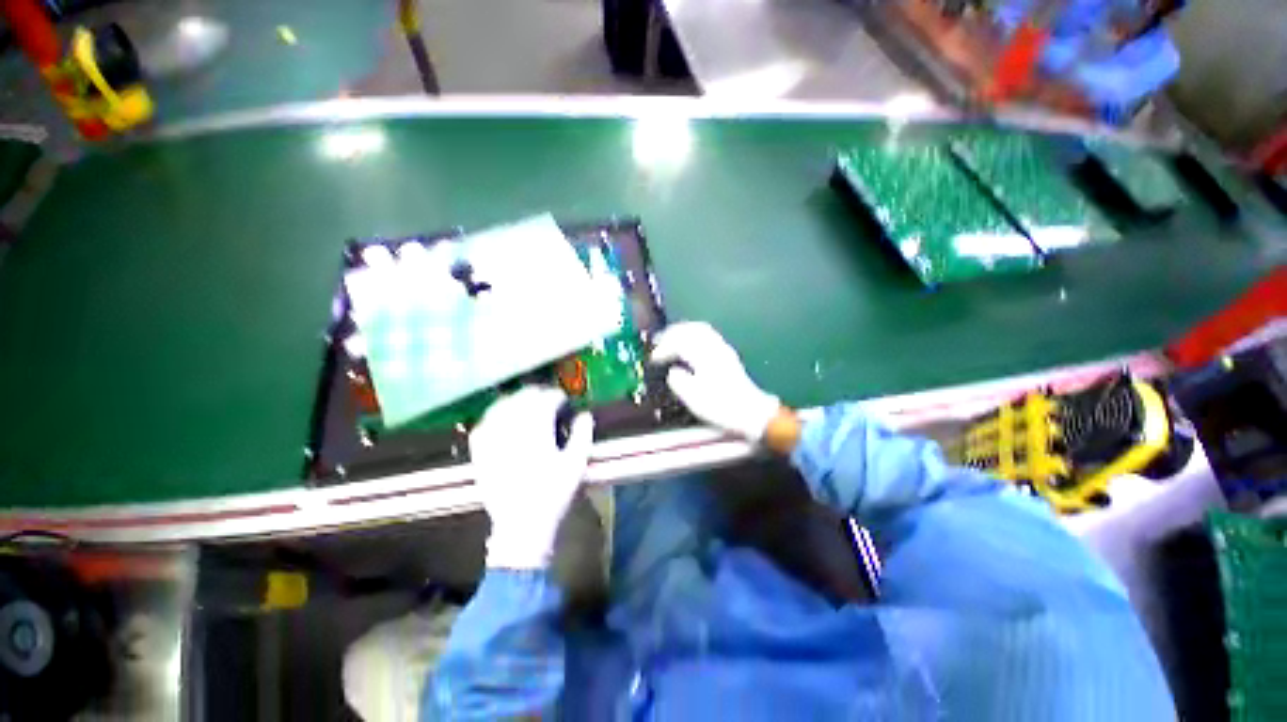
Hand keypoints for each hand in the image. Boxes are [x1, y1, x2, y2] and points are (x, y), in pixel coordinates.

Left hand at [469, 386, 594, 569]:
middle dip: (536, 394)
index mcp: (537, 432)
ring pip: (501, 408)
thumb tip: (585, 415)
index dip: (556, 396)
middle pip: (522, 399)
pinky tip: (499, 419)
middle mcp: (512, 431)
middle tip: (547, 398)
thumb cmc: (554, 494)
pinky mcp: (480, 454)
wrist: (522, 525)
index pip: (545, 401)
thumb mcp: (576, 464)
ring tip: (525, 403)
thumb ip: (582, 435)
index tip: (563, 399)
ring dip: (515, 401)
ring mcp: (493, 442)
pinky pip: (483, 426)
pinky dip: (492, 417)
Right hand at [651, 322, 781, 442]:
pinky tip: (690, 344)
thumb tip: (673, 372)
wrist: (751, 412)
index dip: (663, 348)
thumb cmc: (721, 406)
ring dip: (683, 331)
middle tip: (658, 341)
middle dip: (672, 332)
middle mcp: (715, 347)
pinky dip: (693, 334)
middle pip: (691, 329)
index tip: (653, 359)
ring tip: (671, 339)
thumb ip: (679, 382)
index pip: (679, 342)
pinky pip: (707, 335)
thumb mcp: (694, 398)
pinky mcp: (727, 355)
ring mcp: (723, 349)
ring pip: (700, 329)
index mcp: (705, 356)